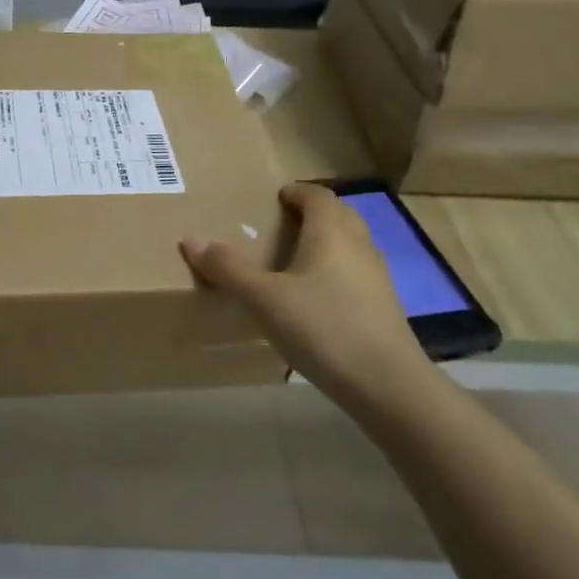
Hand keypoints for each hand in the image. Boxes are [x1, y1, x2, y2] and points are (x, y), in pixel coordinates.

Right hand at [180, 182, 428, 409]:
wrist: (388, 386)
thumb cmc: (323, 328)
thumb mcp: (264, 298)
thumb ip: (228, 268)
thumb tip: (190, 238)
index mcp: (332, 232)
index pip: (318, 195)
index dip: (297, 192)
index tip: (275, 198)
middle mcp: (359, 246)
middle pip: (338, 215)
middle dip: (312, 213)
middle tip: (280, 224)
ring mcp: (376, 278)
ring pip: (350, 245)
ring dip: (326, 243)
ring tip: (293, 259)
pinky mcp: (383, 308)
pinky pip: (355, 274)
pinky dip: (335, 272)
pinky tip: (315, 298)